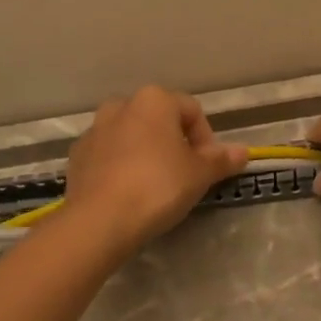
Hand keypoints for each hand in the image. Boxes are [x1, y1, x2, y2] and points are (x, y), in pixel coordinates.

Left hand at [63, 86, 247, 255]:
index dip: (206, 139)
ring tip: (154, 185)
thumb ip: (221, 160)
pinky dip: (120, 166)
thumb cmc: (158, 187)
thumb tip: (243, 151)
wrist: (100, 220)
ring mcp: (94, 130)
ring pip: (130, 135)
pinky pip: (108, 155)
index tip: (207, 167)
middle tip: (183, 175)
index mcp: (154, 100)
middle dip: (173, 142)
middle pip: (158, 120)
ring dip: (145, 152)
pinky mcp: (77, 156)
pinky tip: (127, 193)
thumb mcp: (199, 175)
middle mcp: (121, 105)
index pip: (192, 111)